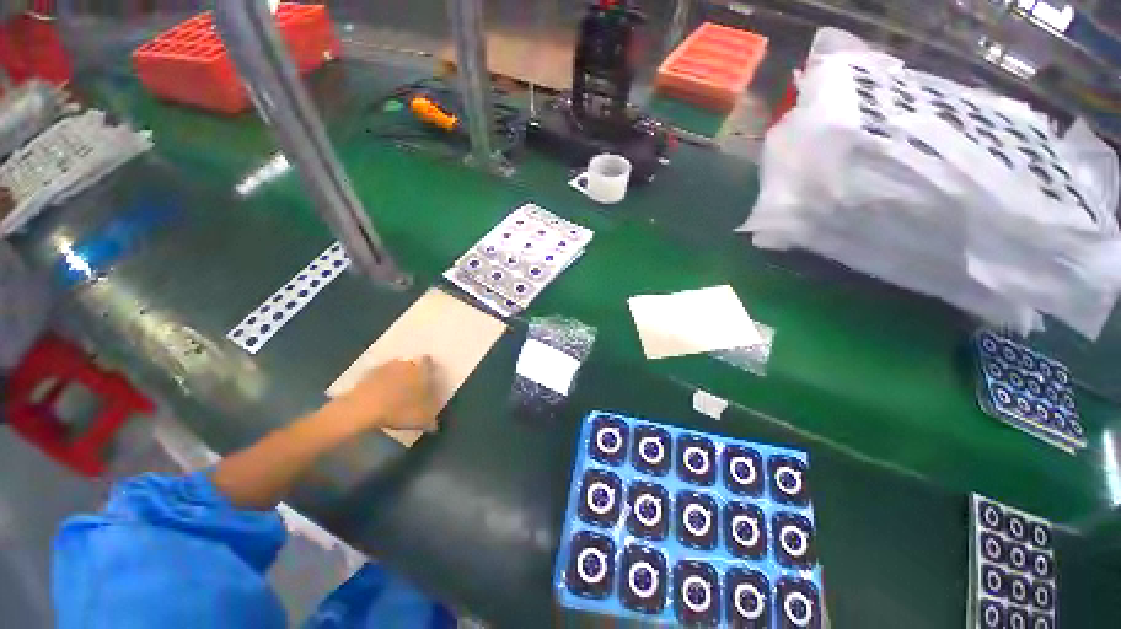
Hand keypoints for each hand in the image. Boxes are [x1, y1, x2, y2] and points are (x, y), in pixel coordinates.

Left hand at [326, 357, 440, 434]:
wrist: (361, 409)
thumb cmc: (399, 410)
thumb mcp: (421, 420)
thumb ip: (431, 420)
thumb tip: (435, 425)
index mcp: (422, 370)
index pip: (429, 363)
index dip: (430, 369)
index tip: (430, 379)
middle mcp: (406, 363)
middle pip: (413, 363)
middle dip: (414, 372)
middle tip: (414, 385)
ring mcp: (385, 366)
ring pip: (396, 368)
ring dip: (397, 376)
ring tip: (397, 391)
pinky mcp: (367, 374)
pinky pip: (380, 375)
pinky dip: (382, 383)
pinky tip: (381, 395)